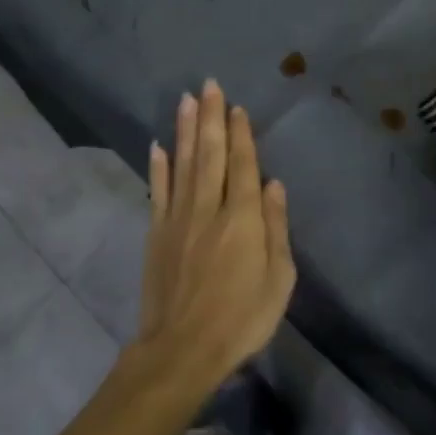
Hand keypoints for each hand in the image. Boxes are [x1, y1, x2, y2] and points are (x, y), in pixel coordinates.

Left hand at [136, 79, 295, 392]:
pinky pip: (157, 192)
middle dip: (211, 117)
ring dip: (185, 130)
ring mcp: (178, 219)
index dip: (240, 134)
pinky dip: (158, 167)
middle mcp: (209, 208)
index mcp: (243, 218)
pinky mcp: (156, 234)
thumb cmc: (241, 318)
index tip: (236, 106)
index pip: (242, 165)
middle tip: (209, 84)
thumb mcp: (279, 278)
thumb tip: (273, 184)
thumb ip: (276, 227)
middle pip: (210, 154)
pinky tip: (158, 145)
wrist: (182, 350)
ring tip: (186, 99)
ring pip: (182, 164)